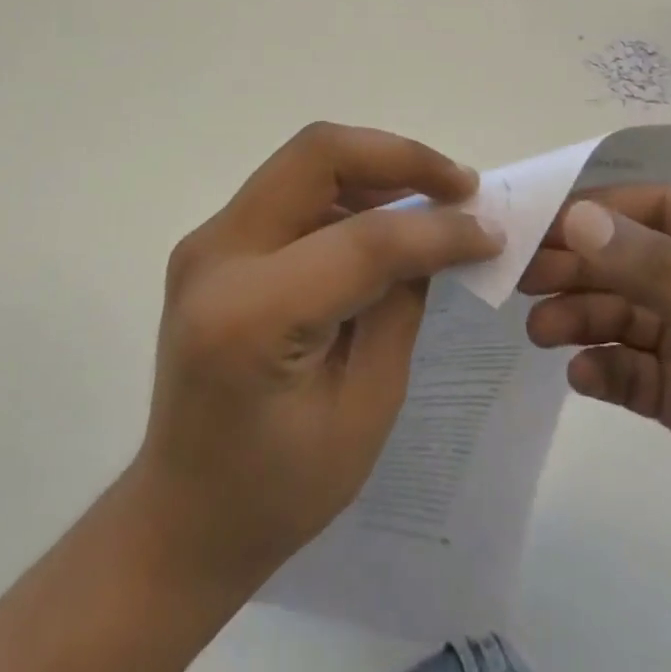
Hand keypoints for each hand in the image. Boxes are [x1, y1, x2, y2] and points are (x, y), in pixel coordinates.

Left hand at [128, 122, 497, 591]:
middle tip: (459, 186)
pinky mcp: (213, 242)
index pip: (361, 239)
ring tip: (433, 198)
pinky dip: (347, 188)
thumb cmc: (277, 491)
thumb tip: (441, 235)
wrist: (181, 517)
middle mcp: (216, 256)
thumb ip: (401, 307)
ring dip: (375, 167)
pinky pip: (290, 188)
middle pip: (318, 154)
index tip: (489, 231)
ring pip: (305, 160)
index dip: (436, 229)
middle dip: (399, 156)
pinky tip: (385, 218)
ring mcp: (207, 241)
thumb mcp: (365, 410)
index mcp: (249, 315)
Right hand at [519, 187, 670, 628]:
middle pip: (635, 260)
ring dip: (583, 318)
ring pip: (628, 314)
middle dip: (580, 268)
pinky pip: (637, 369)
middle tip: (520, 281)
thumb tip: (576, 216)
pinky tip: (584, 378)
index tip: (534, 227)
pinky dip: (607, 369)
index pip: (658, 209)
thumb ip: (657, 270)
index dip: (595, 213)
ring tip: (541, 334)